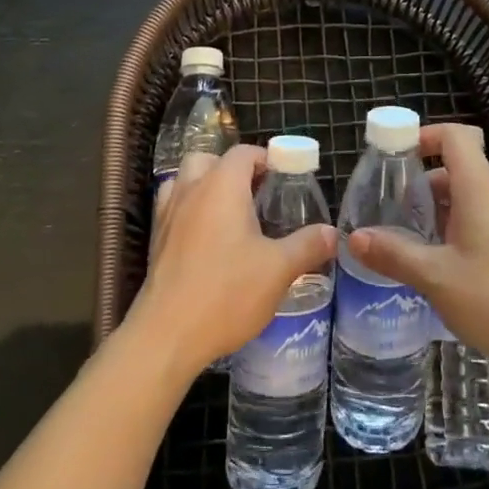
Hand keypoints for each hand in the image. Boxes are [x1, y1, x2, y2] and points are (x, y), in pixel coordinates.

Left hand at [128, 144, 334, 382]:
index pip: (244, 153)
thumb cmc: (227, 292)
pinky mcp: (156, 241)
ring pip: (185, 181)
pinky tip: (207, 239)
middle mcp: (191, 190)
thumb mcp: (279, 269)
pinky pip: (173, 208)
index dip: (266, 159)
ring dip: (206, 186)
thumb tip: (332, 233)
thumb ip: (307, 245)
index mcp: (222, 186)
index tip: (286, 179)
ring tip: (230, 214)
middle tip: (257, 195)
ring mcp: (168, 214)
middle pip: (208, 160)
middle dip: (233, 170)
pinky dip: (189, 211)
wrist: (167, 335)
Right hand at [347, 123, 488, 381]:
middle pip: (458, 168)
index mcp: (480, 190)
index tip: (394, 156)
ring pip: (469, 197)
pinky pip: (483, 219)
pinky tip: (441, 264)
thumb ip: (394, 254)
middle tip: (390, 210)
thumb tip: (354, 238)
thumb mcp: (436, 278)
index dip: (424, 136)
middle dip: (421, 183)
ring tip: (409, 241)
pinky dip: (457, 227)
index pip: (456, 136)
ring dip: (438, 210)